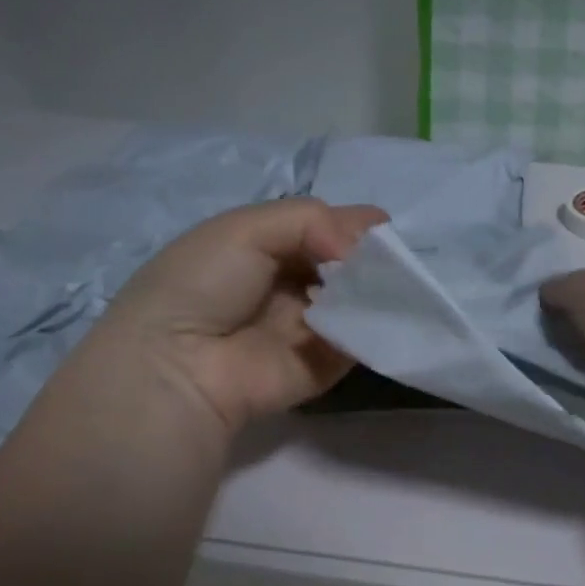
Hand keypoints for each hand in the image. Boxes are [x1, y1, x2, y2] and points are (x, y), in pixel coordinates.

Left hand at [98, 198, 387, 432]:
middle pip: (346, 265)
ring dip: (381, 290)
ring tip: (403, 281)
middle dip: (374, 258)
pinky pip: (361, 340)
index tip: (386, 226)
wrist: (181, 364)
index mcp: (265, 249)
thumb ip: (313, 221)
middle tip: (398, 256)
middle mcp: (291, 286)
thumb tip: (364, 245)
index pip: (322, 230)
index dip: (354, 226)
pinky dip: (379, 325)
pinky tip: (395, 311)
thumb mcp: (247, 228)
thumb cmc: (204, 283)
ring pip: (359, 301)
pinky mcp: (327, 364)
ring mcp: (311, 327)